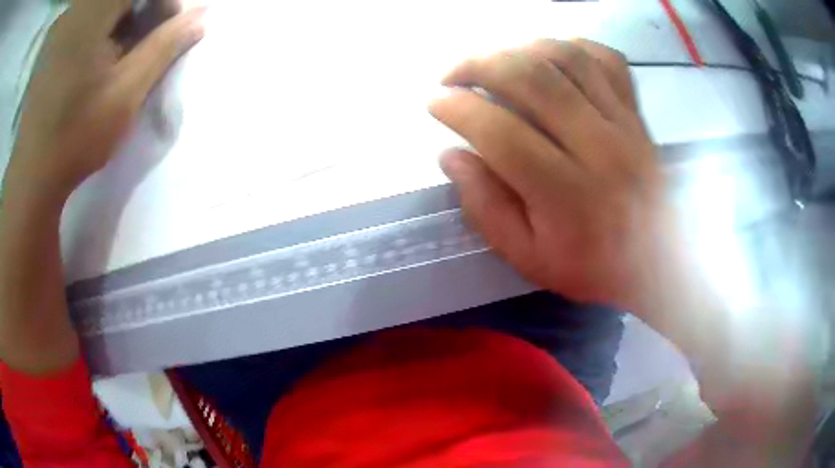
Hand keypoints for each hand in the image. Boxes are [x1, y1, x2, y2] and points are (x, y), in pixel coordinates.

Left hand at [6, 0, 205, 202]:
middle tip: (148, 41)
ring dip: (125, 19)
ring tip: (124, 52)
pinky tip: (102, 55)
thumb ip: (165, 46)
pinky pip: (89, 16)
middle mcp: (78, 11)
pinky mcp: (57, 39)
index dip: (164, 3)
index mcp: (93, 13)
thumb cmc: (76, 136)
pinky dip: (105, 27)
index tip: (171, 28)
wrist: (32, 174)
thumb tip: (203, 16)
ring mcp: (65, 24)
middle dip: (145, 10)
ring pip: (108, 6)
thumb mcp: (126, 92)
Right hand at [430, 39, 672, 310]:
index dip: (458, 109)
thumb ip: (486, 209)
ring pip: (567, 58)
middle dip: (479, 65)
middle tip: (453, 74)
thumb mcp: (528, 258)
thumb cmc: (592, 266)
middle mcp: (596, 146)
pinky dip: (571, 46)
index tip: (435, 102)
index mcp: (565, 193)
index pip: (501, 133)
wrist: (659, 261)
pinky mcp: (635, 113)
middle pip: (532, 79)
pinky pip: (606, 59)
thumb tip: (451, 155)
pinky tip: (548, 56)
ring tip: (494, 61)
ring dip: (518, 48)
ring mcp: (622, 123)